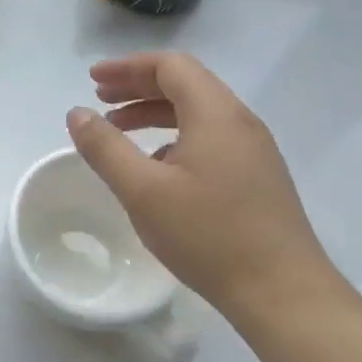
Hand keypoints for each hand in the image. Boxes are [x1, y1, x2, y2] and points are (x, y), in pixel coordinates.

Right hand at [67, 52, 339, 315]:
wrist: (284, 295)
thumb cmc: (209, 236)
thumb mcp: (142, 191)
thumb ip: (105, 147)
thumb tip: (77, 113)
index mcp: (216, 114)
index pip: (171, 66)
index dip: (128, 67)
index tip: (93, 80)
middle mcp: (240, 122)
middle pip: (185, 83)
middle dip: (138, 86)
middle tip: (99, 98)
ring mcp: (254, 150)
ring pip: (198, 111)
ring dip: (154, 111)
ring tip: (118, 129)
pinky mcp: (258, 177)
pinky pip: (210, 136)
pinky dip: (174, 135)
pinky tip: (155, 165)